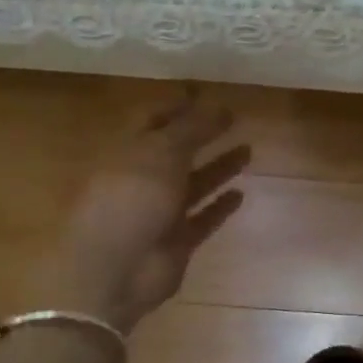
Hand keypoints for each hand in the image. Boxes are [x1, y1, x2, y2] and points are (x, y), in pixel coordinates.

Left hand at [33, 96, 249, 332]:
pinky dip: (219, 207)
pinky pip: (202, 219)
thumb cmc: (131, 199)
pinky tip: (241, 193)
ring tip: (248, 150)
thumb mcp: (161, 151)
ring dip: (218, 167)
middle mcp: (141, 179)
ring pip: (193, 184)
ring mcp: (158, 213)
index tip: (206, 91)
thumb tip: (218, 104)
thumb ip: (192, 127)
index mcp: (127, 152)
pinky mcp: (175, 242)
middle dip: (202, 135)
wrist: (114, 271)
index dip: (179, 105)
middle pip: (176, 151)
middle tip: (234, 118)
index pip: (154, 120)